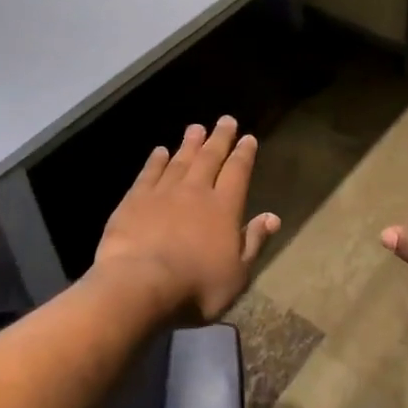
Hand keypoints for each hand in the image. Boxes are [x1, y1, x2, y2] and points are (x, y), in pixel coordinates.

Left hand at [92, 116, 281, 322]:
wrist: (140, 286)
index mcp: (224, 207)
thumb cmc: (196, 287)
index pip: (238, 172)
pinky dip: (156, 161)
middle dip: (220, 138)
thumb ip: (254, 241)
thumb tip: (273, 217)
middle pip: (210, 158)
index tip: (248, 138)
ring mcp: (163, 193)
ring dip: (190, 143)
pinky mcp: (134, 201)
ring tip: (196, 128)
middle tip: (226, 120)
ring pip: (180, 160)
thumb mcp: (237, 274)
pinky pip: (149, 174)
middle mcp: (196, 191)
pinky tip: (160, 151)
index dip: (244, 154)